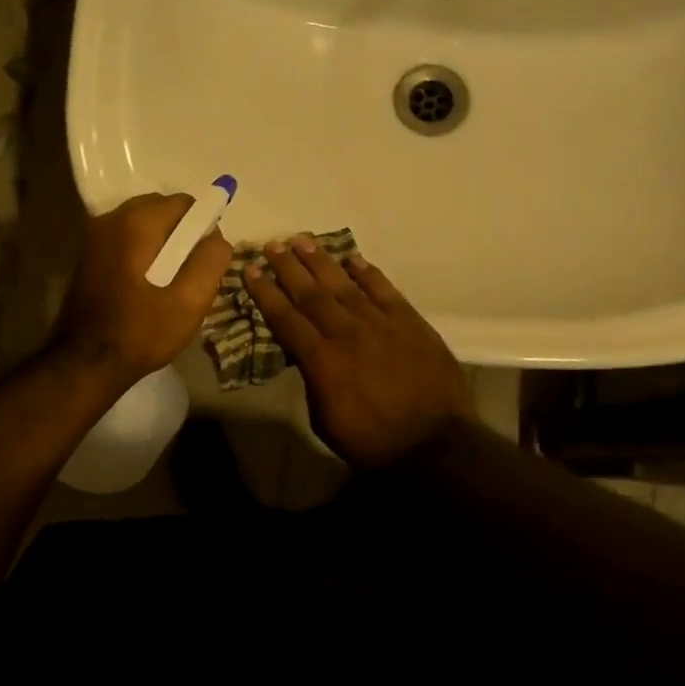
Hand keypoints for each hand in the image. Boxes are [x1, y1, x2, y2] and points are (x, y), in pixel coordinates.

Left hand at [55, 192, 233, 386]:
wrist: (85, 363)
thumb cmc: (141, 333)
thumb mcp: (189, 303)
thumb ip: (210, 262)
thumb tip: (218, 237)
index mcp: (136, 225)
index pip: (183, 203)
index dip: (203, 226)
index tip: (207, 259)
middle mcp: (111, 220)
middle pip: (160, 208)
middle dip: (181, 232)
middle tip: (190, 271)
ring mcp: (94, 237)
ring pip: (142, 223)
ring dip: (161, 242)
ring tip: (170, 280)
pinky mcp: (87, 255)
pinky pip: (125, 238)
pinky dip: (142, 250)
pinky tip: (146, 284)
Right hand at [246, 238, 476, 468]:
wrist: (433, 444)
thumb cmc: (371, 441)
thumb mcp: (324, 419)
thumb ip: (312, 380)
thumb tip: (305, 354)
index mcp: (322, 360)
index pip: (286, 318)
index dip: (266, 293)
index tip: (251, 270)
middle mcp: (347, 333)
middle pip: (312, 293)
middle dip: (288, 267)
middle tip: (272, 245)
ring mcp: (381, 324)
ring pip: (345, 284)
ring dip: (322, 261)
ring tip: (303, 241)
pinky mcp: (411, 322)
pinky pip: (385, 290)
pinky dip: (368, 273)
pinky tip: (353, 259)